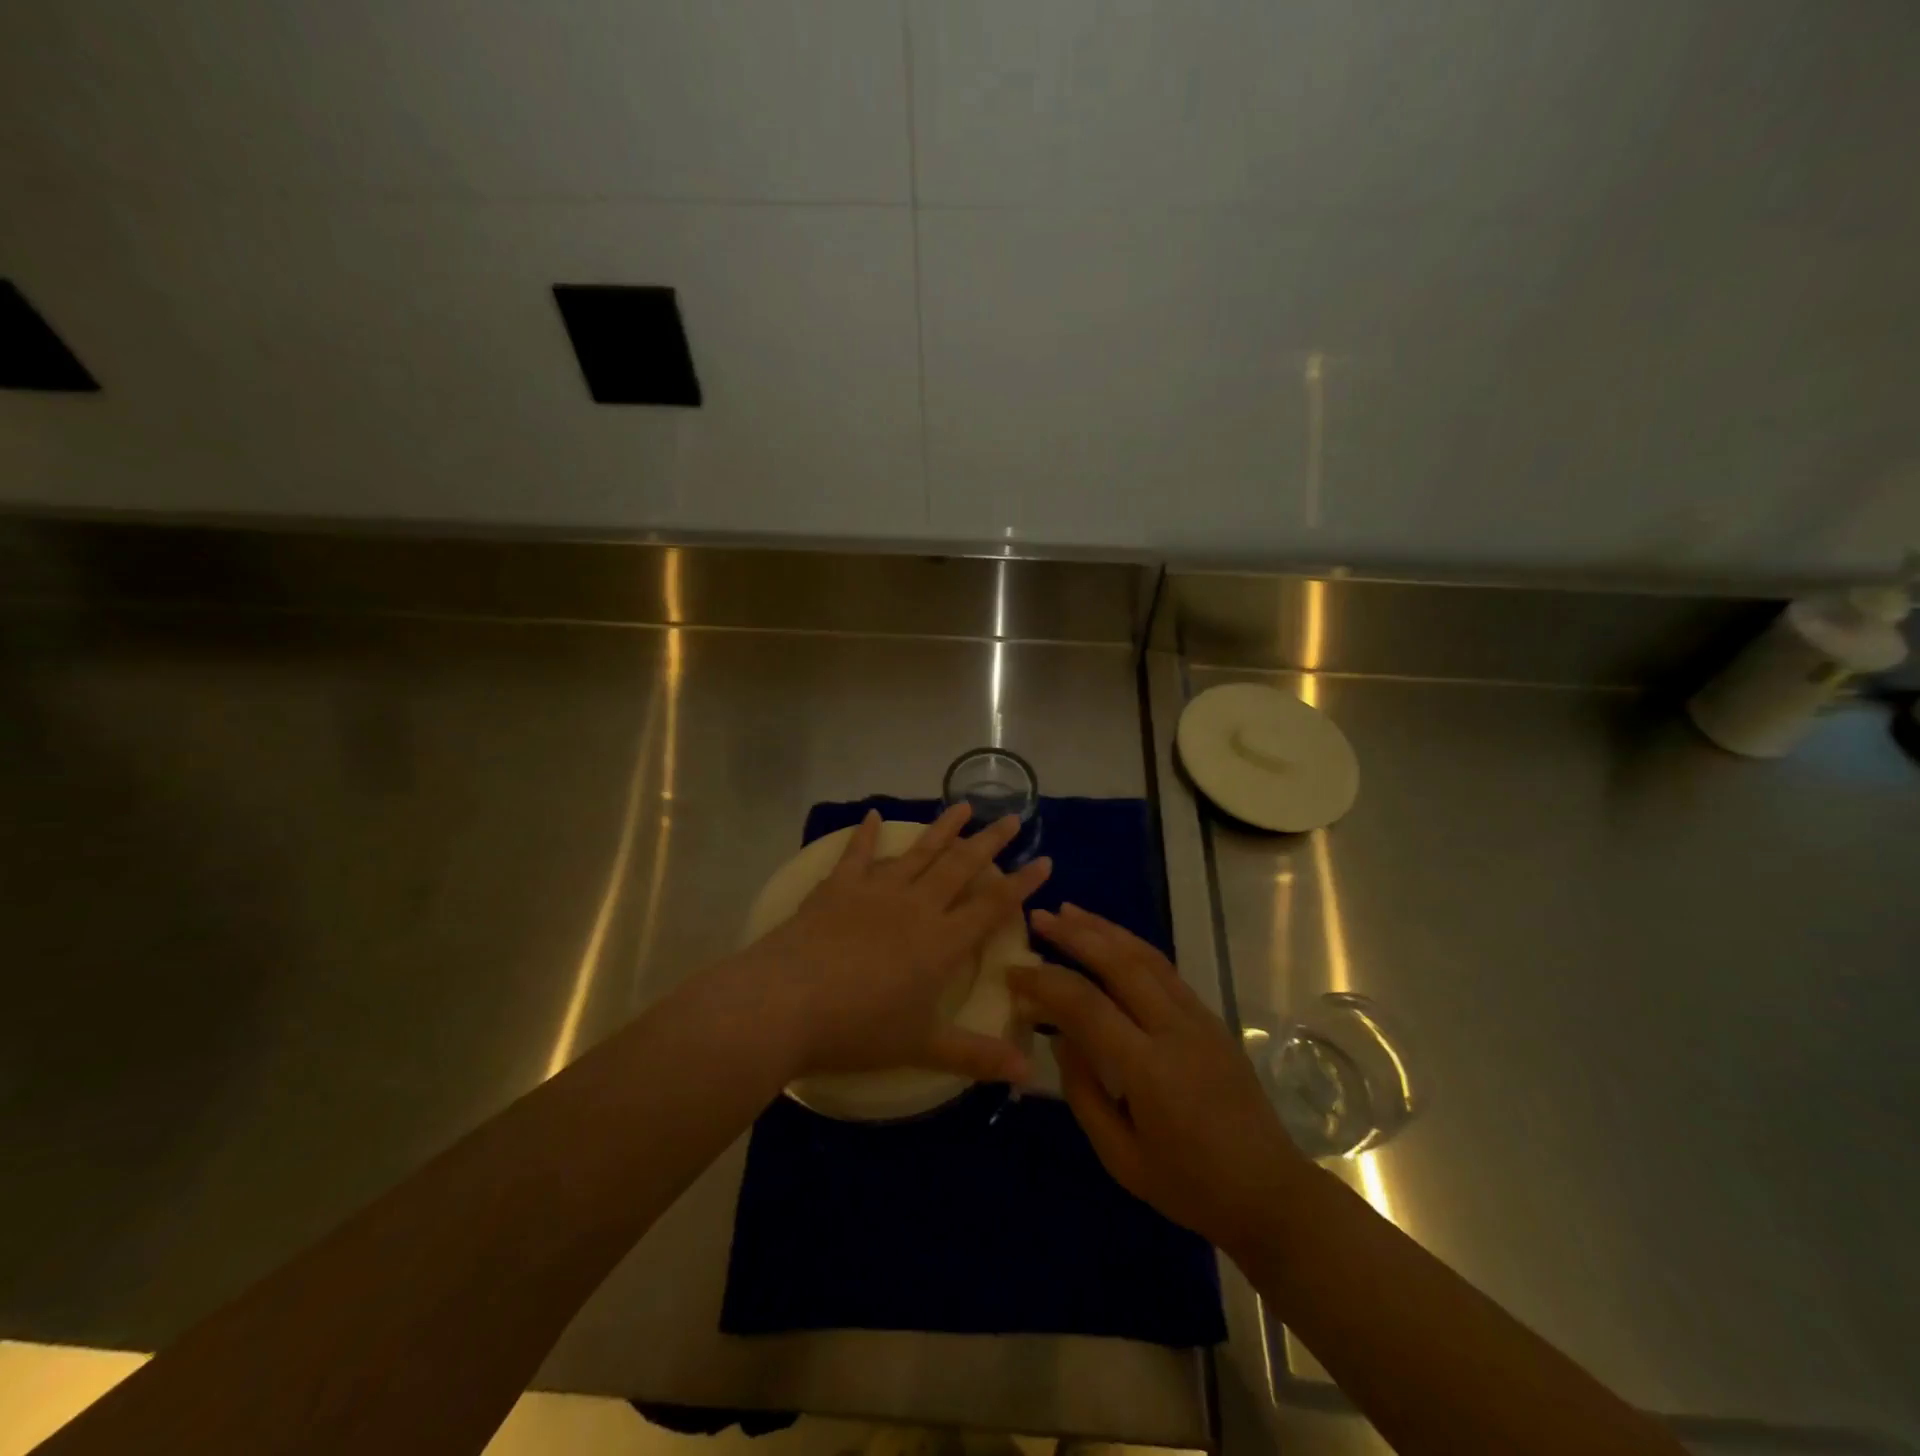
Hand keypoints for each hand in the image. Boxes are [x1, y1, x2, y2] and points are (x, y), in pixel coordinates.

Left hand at [739, 805, 1050, 1084]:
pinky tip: (874, 816)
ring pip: (919, 852)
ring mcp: (876, 890)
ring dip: (943, 828)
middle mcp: (916, 906)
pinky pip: (857, 853)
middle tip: (1012, 817)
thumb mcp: (923, 1047)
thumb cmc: (859, 1029)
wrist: (786, 1003)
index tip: (1044, 860)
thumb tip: (1030, 1072)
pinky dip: (866, 834)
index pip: (992, 905)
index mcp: (942, 941)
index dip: (1022, 883)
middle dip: (990, 841)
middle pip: (961, 866)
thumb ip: (977, 1055)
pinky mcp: (838, 887)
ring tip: (965, 805)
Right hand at [1011, 904, 1306, 1260]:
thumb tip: (1060, 1036)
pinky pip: (1165, 969)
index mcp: (1149, 1068)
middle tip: (1038, 918)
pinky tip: (1111, 939)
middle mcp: (1175, 1029)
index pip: (1086, 1005)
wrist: (1270, 1192)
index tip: (1013, 973)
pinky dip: (1132, 945)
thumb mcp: (1121, 1157)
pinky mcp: (1210, 1016)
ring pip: (1146, 955)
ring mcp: (1198, 1017)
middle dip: (1075, 934)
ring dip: (1104, 929)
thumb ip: (1084, 1092)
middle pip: (1119, 963)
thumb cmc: (1189, 1185)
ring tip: (1069, 911)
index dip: (1045, 983)